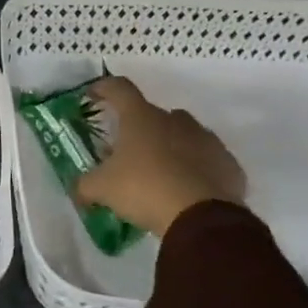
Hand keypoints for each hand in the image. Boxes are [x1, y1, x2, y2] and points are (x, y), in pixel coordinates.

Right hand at [73, 75, 246, 236]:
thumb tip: (79, 190)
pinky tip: (188, 190)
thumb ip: (85, 185)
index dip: (104, 88)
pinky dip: (197, 170)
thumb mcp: (102, 189)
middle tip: (128, 151)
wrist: (202, 218)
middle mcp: (175, 120)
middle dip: (140, 129)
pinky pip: (208, 161)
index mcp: (141, 117)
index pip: (119, 89)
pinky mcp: (229, 165)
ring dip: (171, 147)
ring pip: (185, 135)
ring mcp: (206, 140)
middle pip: (154, 114)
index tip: (93, 95)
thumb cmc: (144, 190)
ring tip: (160, 172)